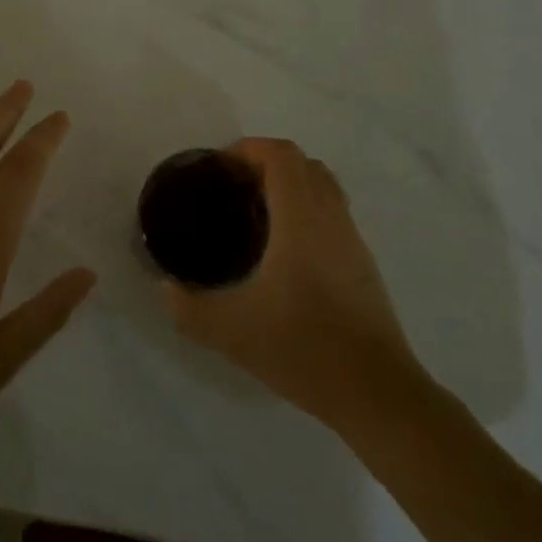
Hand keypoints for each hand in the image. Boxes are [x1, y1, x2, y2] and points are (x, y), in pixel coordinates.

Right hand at [162, 138, 422, 432]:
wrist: (376, 392)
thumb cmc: (303, 348)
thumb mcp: (230, 331)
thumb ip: (187, 307)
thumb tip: (165, 288)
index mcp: (301, 218)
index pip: (281, 155)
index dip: (248, 148)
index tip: (219, 168)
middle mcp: (331, 217)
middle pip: (304, 163)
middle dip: (266, 163)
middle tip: (232, 189)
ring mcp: (352, 239)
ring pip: (323, 187)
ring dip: (290, 186)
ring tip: (254, 215)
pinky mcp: (363, 264)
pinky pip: (333, 213)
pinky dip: (306, 211)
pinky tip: (283, 252)